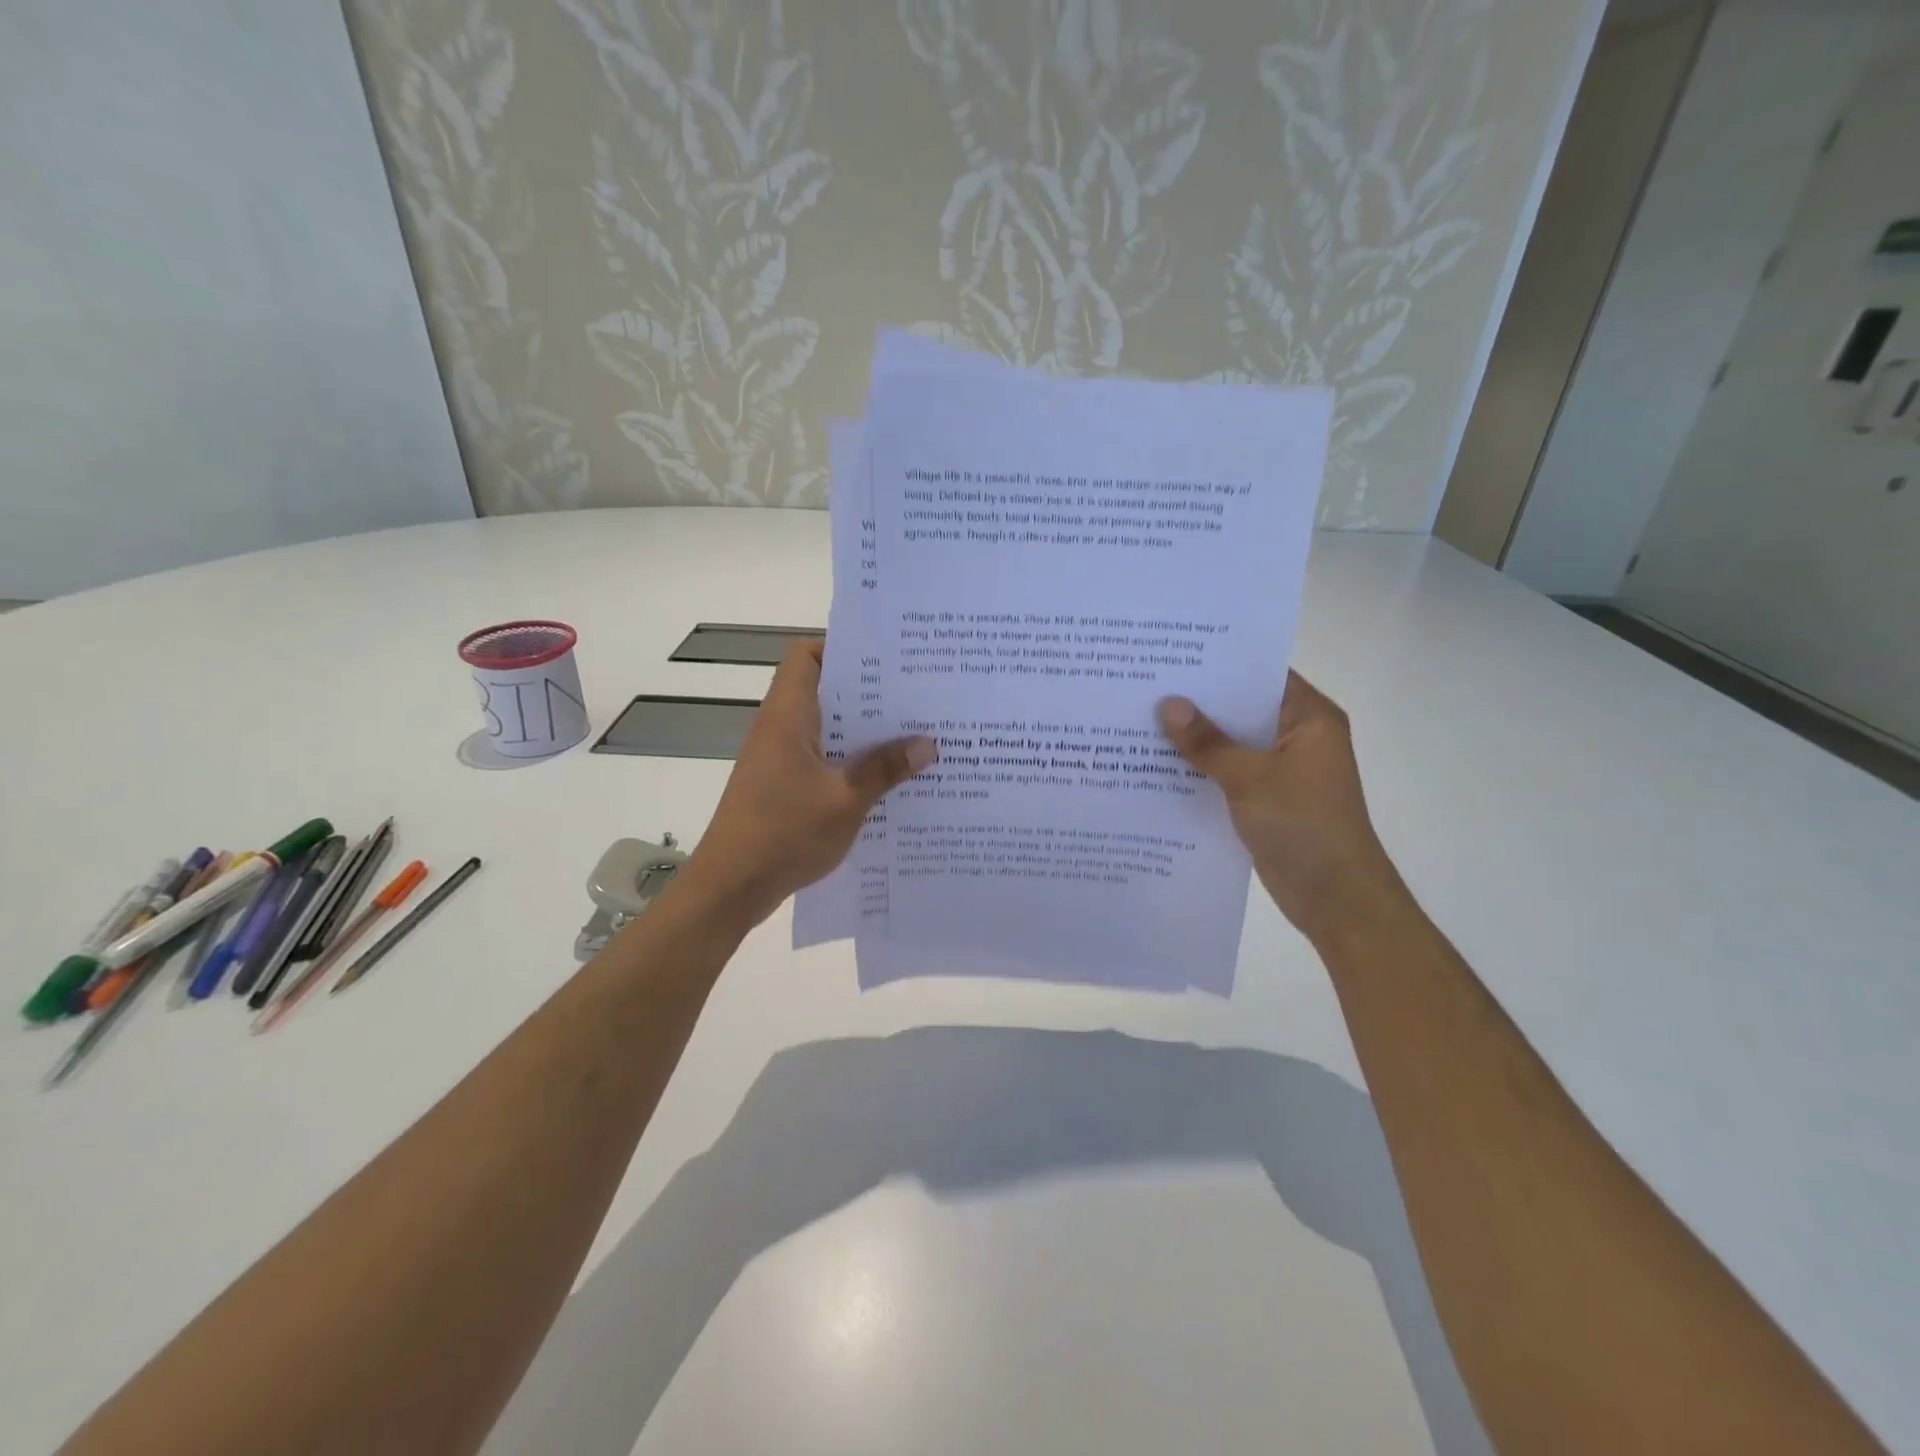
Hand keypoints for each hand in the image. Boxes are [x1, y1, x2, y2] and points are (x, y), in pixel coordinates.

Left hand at [680, 640, 936, 926]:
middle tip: (915, 697)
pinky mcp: (781, 785)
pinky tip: (885, 779)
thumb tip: (928, 743)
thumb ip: (886, 769)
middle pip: (823, 690)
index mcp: (788, 716)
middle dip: (868, 693)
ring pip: (825, 728)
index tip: (886, 660)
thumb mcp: (846, 801)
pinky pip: (822, 758)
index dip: (842, 648)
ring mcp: (779, 759)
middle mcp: (780, 728)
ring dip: (862, 732)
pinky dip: (850, 761)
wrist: (730, 886)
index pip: (806, 655)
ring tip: (911, 736)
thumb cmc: (784, 833)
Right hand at [1158, 672, 1399, 941]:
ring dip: (1196, 739)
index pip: (1261, 675)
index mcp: (1309, 718)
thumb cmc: (1303, 825)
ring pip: (1232, 743)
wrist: (1335, 897)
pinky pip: (1229, 773)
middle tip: (1147, 685)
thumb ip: (1207, 742)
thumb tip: (1168, 704)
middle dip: (1199, 702)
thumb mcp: (1250, 778)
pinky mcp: (1267, 798)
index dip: (1219, 664)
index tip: (1173, 654)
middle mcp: (1297, 736)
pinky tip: (1158, 765)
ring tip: (1142, 719)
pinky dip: (1202, 769)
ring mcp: (1282, 770)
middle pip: (1242, 709)